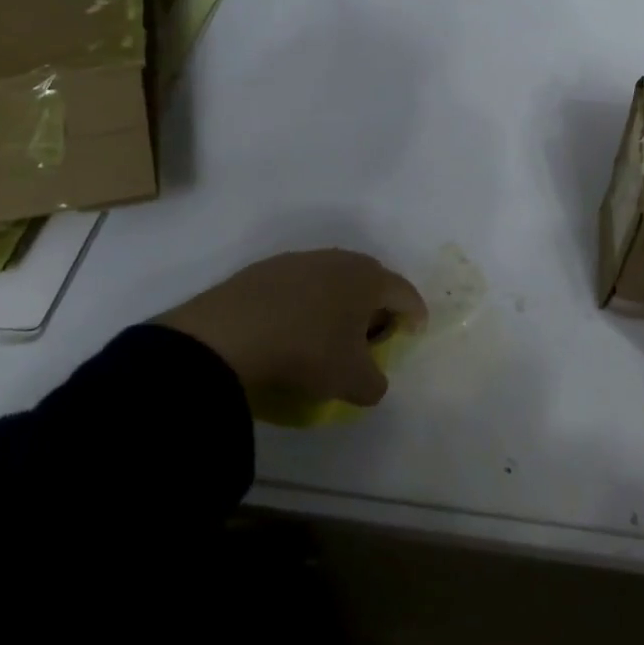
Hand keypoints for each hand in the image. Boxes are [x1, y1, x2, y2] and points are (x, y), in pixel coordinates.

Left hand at [155, 249, 425, 407]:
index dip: (416, 315)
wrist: (227, 334)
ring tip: (330, 331)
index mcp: (370, 280)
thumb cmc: (307, 351)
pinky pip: (300, 285)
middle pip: (372, 280)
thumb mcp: (351, 381)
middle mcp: (341, 260)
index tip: (413, 334)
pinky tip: (292, 327)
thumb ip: (375, 384)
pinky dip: (306, 302)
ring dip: (340, 302)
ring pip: (334, 279)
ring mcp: (301, 260)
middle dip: (378, 306)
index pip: (406, 293)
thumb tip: (373, 382)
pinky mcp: (266, 269)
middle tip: (373, 334)